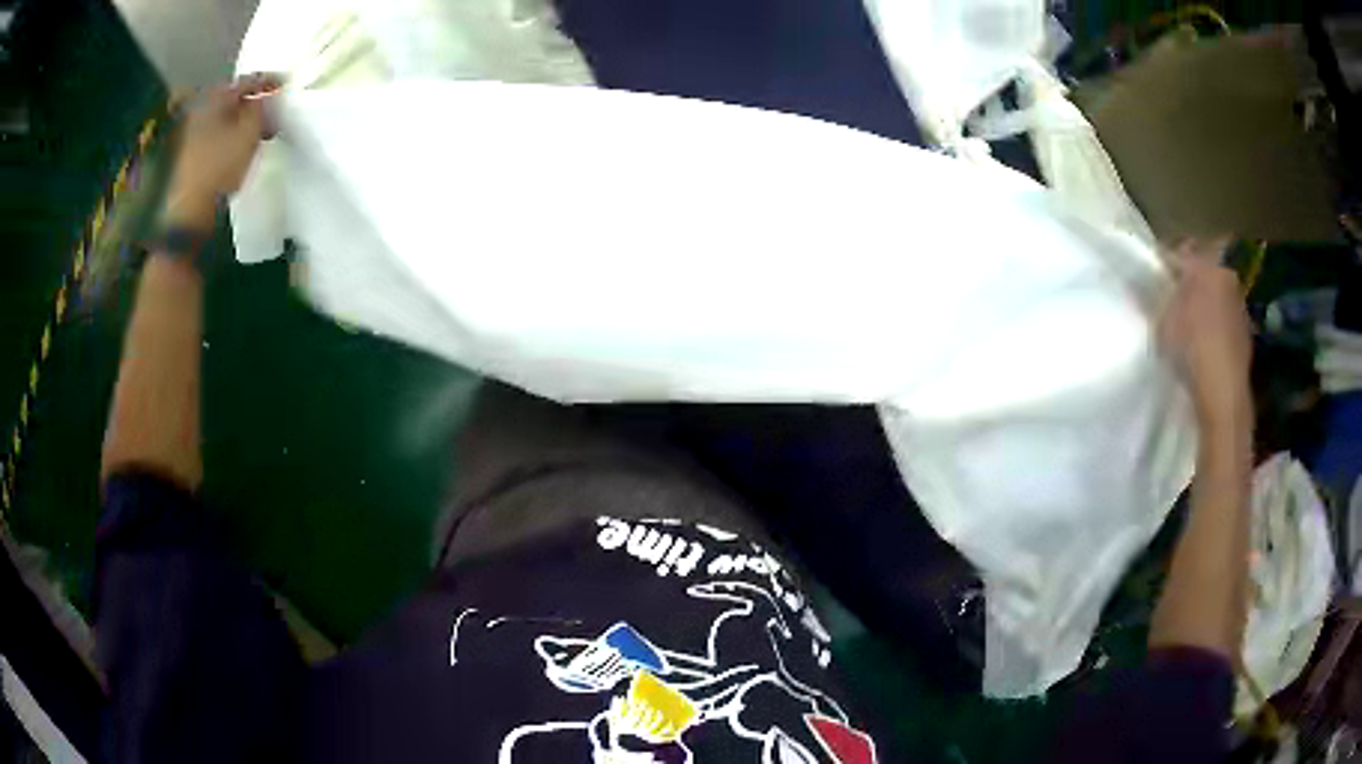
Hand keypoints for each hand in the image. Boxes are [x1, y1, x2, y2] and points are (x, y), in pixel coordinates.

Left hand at [164, 74, 281, 230]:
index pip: (247, 81)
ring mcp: (195, 133)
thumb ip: (262, 108)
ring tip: (264, 129)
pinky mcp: (194, 153)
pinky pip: (221, 133)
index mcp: (215, 99)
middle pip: (235, 99)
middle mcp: (203, 110)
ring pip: (228, 117)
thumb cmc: (220, 165)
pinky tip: (245, 144)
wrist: (191, 209)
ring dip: (246, 120)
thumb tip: (266, 97)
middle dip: (256, 102)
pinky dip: (235, 133)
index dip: (268, 81)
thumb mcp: (249, 132)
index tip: (286, 84)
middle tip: (275, 109)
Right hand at [1159, 239, 1252, 430]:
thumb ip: (1154, 297)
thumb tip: (1138, 284)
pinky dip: (1218, 327)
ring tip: (1193, 326)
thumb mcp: (1162, 321)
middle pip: (1204, 271)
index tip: (1157, 279)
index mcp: (1205, 264)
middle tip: (1176, 301)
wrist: (1223, 390)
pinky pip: (1227, 320)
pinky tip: (1208, 345)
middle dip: (1192, 283)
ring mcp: (1240, 304)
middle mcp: (1226, 276)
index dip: (1167, 264)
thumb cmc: (1190, 347)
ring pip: (1218, 295)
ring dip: (1207, 305)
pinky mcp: (1247, 332)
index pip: (1182, 253)